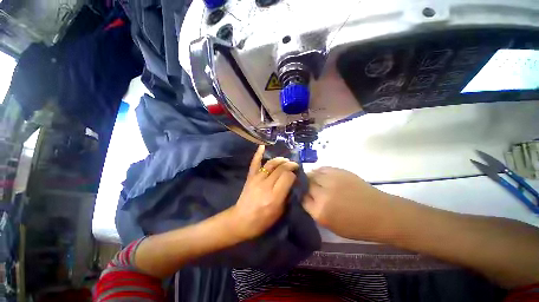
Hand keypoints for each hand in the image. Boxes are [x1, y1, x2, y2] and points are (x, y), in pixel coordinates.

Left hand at [230, 145, 298, 240]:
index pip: (288, 177)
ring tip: (286, 160)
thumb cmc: (262, 220)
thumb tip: (291, 182)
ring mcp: (257, 179)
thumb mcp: (279, 212)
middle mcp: (266, 185)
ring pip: (271, 164)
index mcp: (275, 196)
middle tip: (294, 165)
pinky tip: (263, 146)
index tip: (296, 175)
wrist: (241, 220)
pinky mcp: (250, 177)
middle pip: (281, 168)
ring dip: (280, 160)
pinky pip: (254, 163)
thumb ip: (286, 196)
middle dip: (290, 165)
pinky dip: (258, 154)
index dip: (293, 174)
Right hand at [302, 167, 391, 239]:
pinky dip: (319, 171)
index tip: (302, 195)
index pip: (301, 199)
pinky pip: (322, 168)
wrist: (380, 213)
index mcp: (320, 211)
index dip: (300, 196)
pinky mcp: (339, 171)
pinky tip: (321, 175)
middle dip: (303, 185)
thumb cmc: (357, 226)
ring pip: (312, 174)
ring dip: (310, 176)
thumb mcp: (331, 226)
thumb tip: (306, 198)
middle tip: (306, 186)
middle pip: (305, 184)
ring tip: (313, 179)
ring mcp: (331, 181)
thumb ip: (315, 211)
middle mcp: (323, 194)